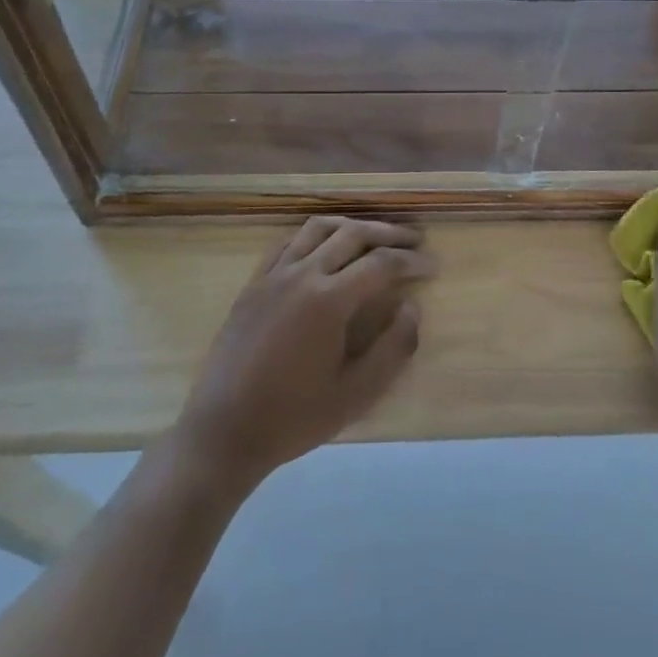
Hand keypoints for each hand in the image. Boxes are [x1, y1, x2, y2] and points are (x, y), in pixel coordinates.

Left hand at [174, 217, 435, 490]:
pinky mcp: (254, 283)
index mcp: (329, 300)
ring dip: (352, 225)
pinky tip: (325, 246)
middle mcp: (302, 275)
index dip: (411, 262)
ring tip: (374, 235)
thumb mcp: (355, 395)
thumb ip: (393, 349)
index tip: (433, 266)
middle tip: (414, 240)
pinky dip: (315, 235)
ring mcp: (273, 275)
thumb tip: (412, 308)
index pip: (381, 264)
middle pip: (353, 234)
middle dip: (388, 233)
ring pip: (318, 228)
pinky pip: (288, 242)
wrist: (224, 430)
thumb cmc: (293, 417)